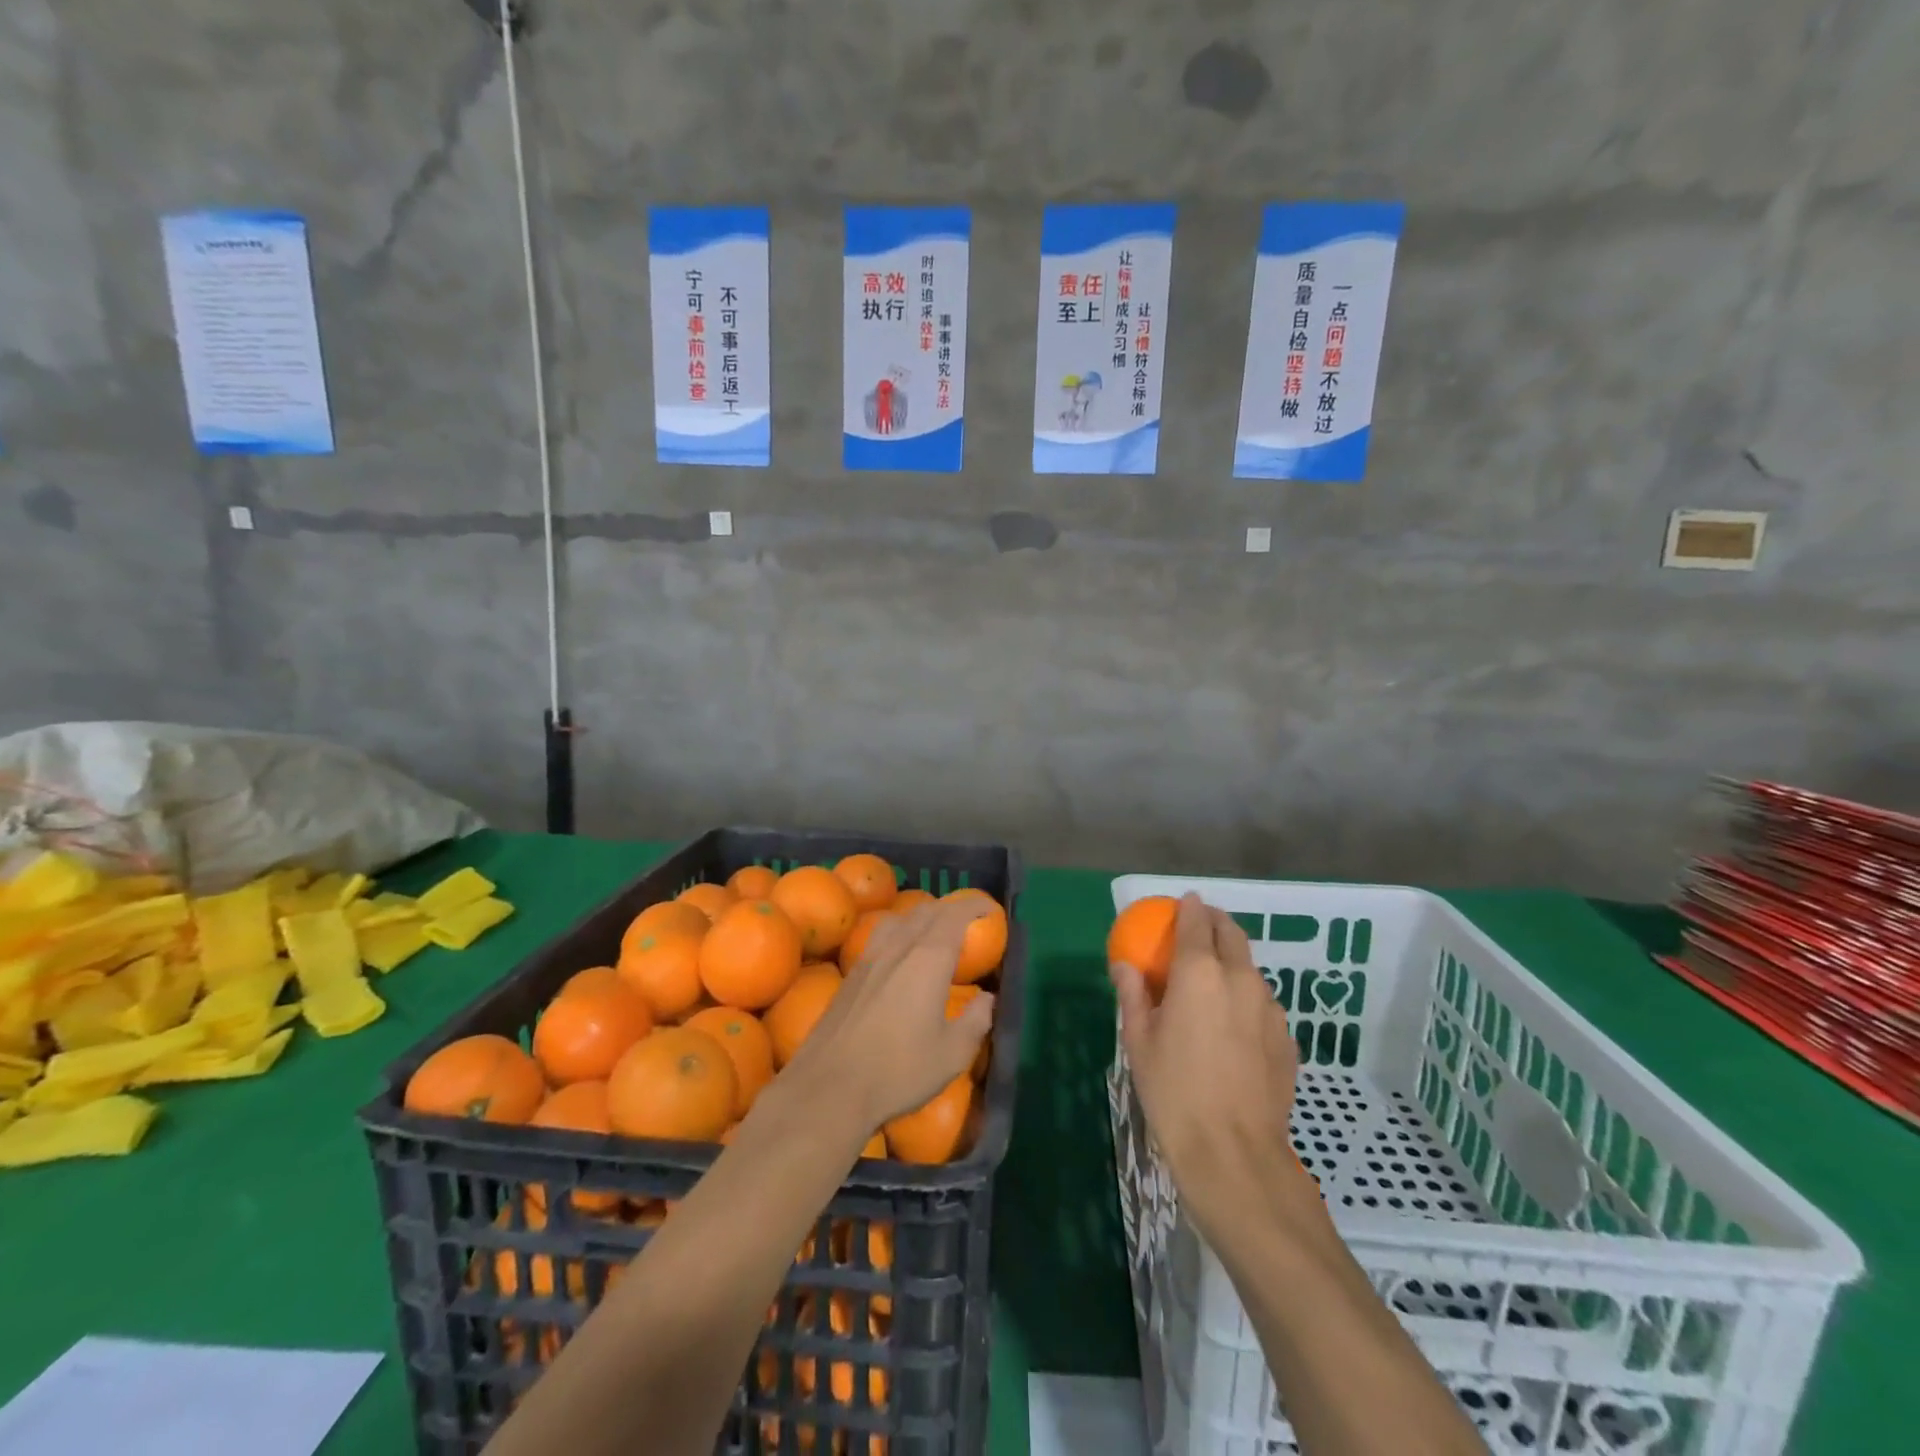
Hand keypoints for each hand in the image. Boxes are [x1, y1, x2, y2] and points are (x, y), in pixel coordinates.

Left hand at [784, 900, 995, 1133]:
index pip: (954, 915)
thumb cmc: (898, 1071)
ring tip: (934, 932)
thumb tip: (987, 998)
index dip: (974, 905)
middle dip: (951, 908)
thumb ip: (976, 1020)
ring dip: (922, 917)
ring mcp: (869, 958)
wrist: (829, 1087)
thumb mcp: (952, 1054)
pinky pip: (880, 937)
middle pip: (926, 911)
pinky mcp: (850, 975)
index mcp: (929, 959)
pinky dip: (899, 932)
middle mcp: (899, 947)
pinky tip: (899, 956)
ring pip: (899, 919)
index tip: (989, 909)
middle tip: (968, 919)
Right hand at [1110, 894, 1306, 1236]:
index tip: (1182, 902)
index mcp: (1200, 972)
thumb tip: (1124, 966)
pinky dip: (1246, 998)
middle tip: (1199, 928)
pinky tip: (1232, 1026)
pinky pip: (1263, 1004)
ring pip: (1251, 969)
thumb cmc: (1174, 1091)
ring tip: (1213, 982)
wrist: (1233, 1153)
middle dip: (1216, 923)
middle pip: (1232, 934)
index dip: (1189, 907)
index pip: (1197, 922)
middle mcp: (1241, 979)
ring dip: (1232, 963)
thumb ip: (1133, 994)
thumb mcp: (1139, 1041)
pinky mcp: (1287, 1039)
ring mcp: (1270, 1009)